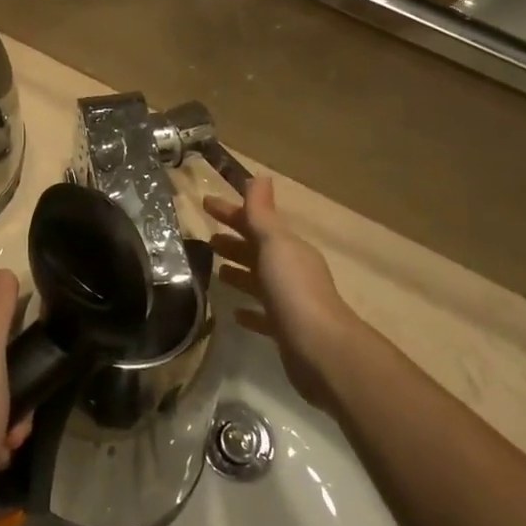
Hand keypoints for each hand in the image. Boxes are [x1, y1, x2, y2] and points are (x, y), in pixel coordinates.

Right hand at [204, 178, 361, 408]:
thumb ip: (262, 213)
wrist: (320, 349)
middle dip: (234, 240)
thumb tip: (259, 177)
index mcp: (288, 248)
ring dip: (239, 272)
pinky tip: (234, 313)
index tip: (205, 203)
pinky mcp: (284, 331)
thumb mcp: (274, 244)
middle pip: (257, 250)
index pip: (256, 222)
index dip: (231, 212)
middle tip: (206, 237)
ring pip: (259, 281)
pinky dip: (249, 310)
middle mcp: (291, 271)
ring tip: (216, 271)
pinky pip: (263, 315)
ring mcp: (289, 302)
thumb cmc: (293, 289)